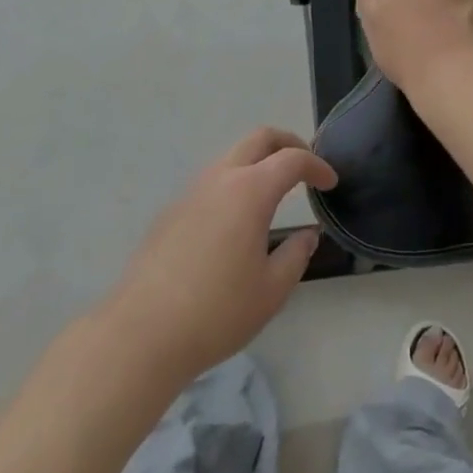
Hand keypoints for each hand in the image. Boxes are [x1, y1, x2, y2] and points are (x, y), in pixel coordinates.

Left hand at [104, 128, 337, 383]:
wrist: (142, 333)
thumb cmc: (217, 312)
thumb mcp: (271, 291)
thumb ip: (296, 255)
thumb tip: (307, 235)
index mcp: (250, 191)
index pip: (292, 159)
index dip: (316, 166)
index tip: (330, 183)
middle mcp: (220, 179)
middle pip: (259, 139)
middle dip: (287, 143)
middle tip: (305, 166)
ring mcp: (191, 192)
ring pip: (231, 156)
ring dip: (257, 162)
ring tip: (272, 192)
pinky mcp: (171, 211)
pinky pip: (210, 182)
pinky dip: (233, 183)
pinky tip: (234, 221)